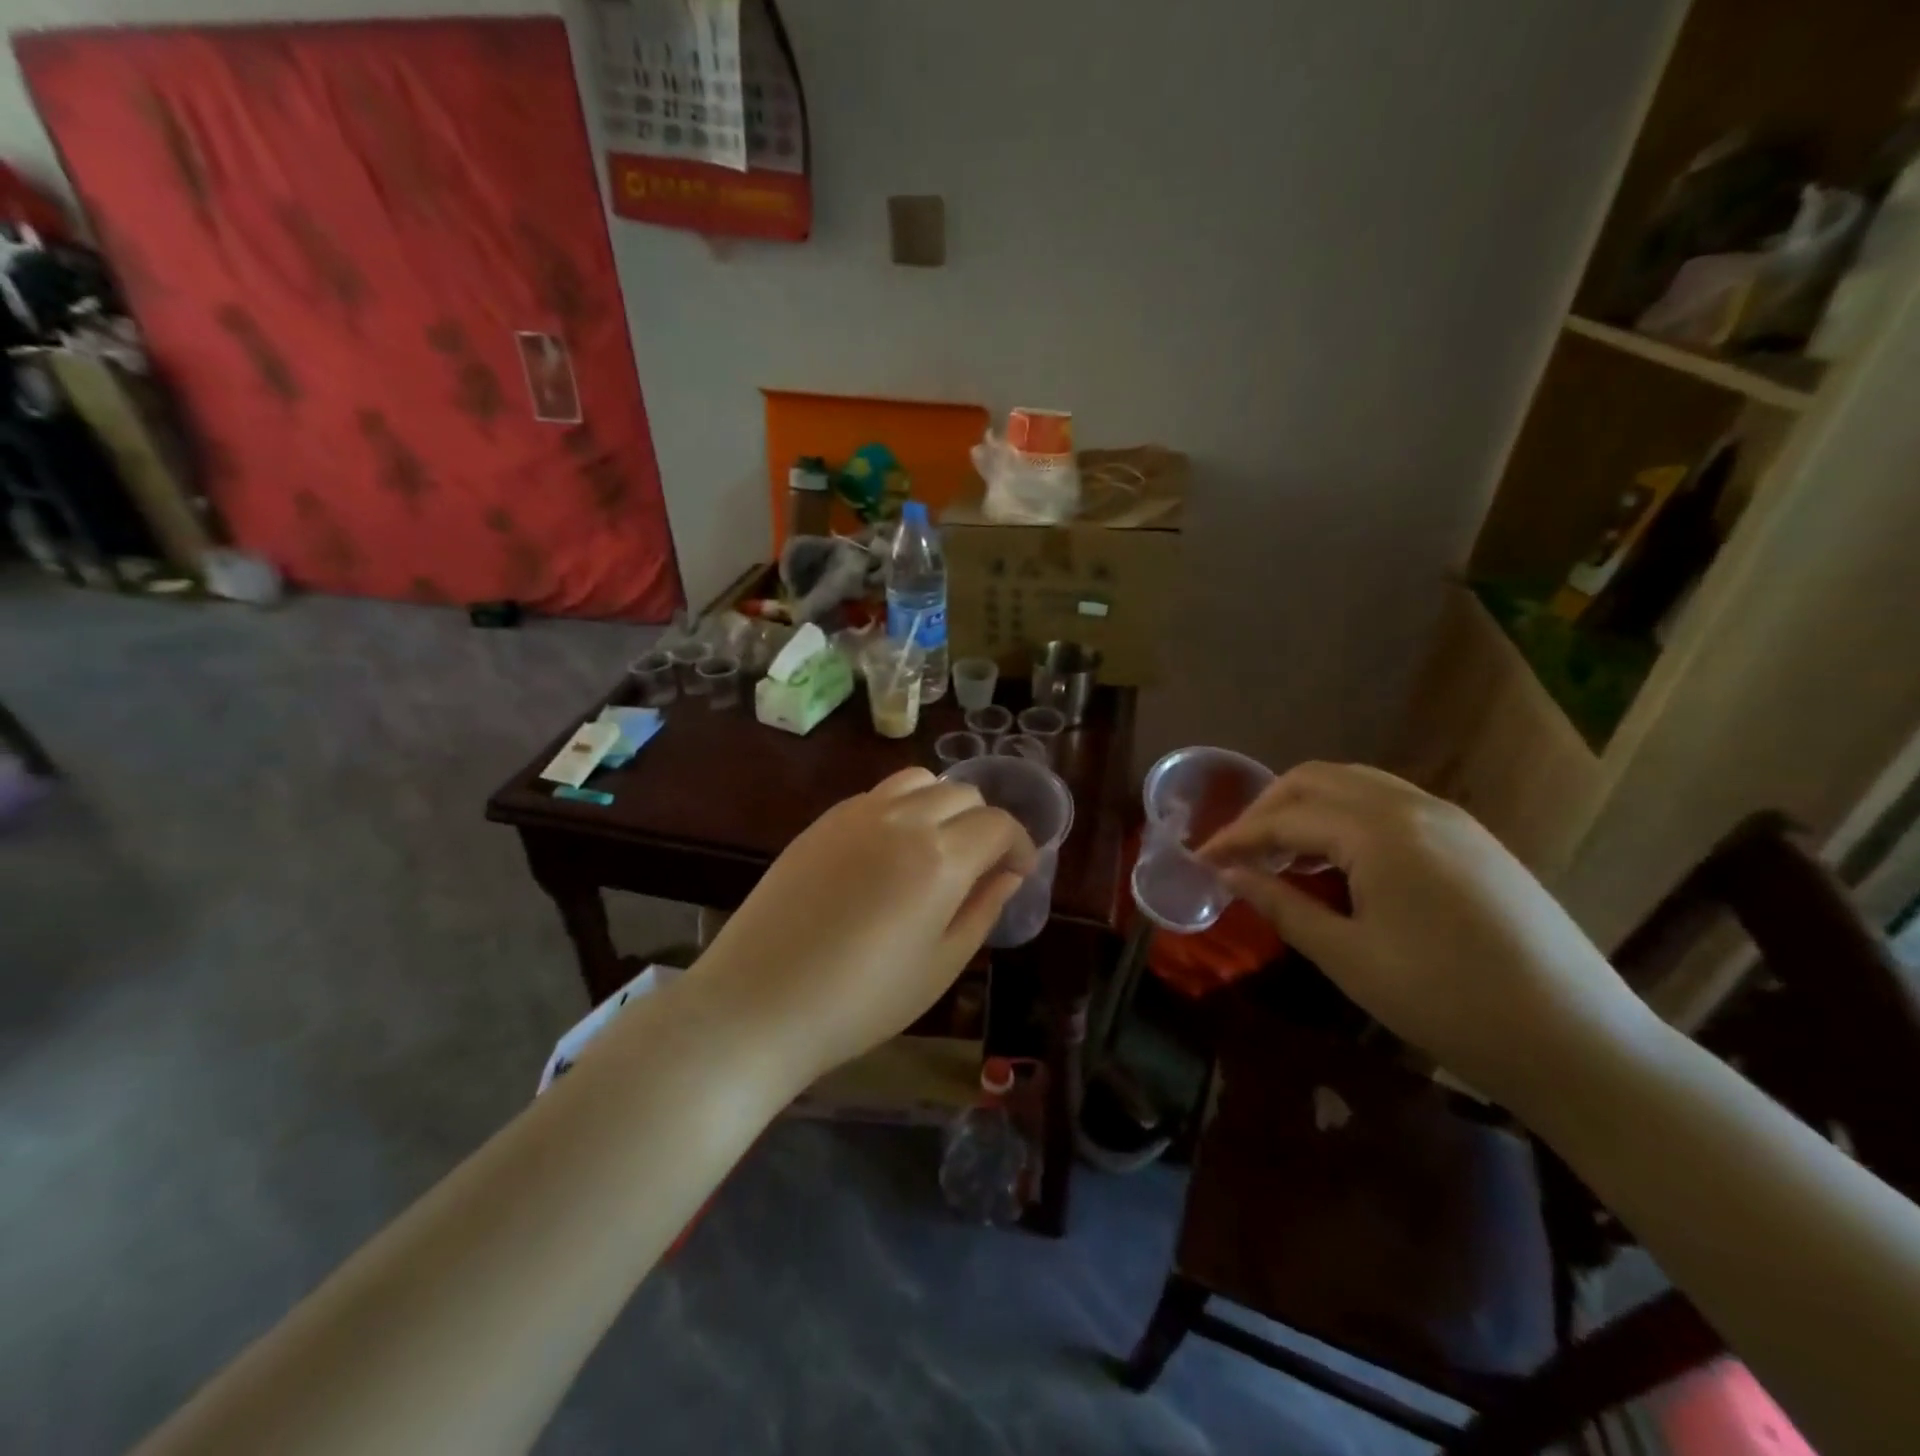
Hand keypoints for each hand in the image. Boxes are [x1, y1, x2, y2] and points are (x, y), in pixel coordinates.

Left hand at [692, 768, 1035, 1085]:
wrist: (759, 1003)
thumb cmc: (861, 1001)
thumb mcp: (940, 966)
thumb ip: (982, 910)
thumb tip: (1008, 875)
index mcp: (940, 858)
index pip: (999, 824)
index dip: (1019, 845)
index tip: (1018, 872)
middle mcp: (902, 819)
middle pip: (963, 794)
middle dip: (984, 824)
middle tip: (979, 867)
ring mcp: (857, 813)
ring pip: (920, 781)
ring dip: (943, 805)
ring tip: (936, 848)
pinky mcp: (823, 820)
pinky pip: (879, 794)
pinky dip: (902, 808)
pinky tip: (889, 851)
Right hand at [1199, 763, 1658, 1106]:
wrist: (1578, 1042)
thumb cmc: (1447, 1003)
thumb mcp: (1348, 957)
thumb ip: (1281, 905)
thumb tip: (1228, 875)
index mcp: (1379, 831)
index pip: (1285, 818)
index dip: (1235, 838)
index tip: (1201, 860)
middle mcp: (1413, 805)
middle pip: (1316, 779)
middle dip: (1267, 809)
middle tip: (1238, 852)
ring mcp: (1449, 817)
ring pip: (1355, 784)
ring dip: (1307, 808)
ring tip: (1281, 856)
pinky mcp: (1472, 838)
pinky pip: (1389, 803)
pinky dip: (1346, 817)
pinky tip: (1337, 861)